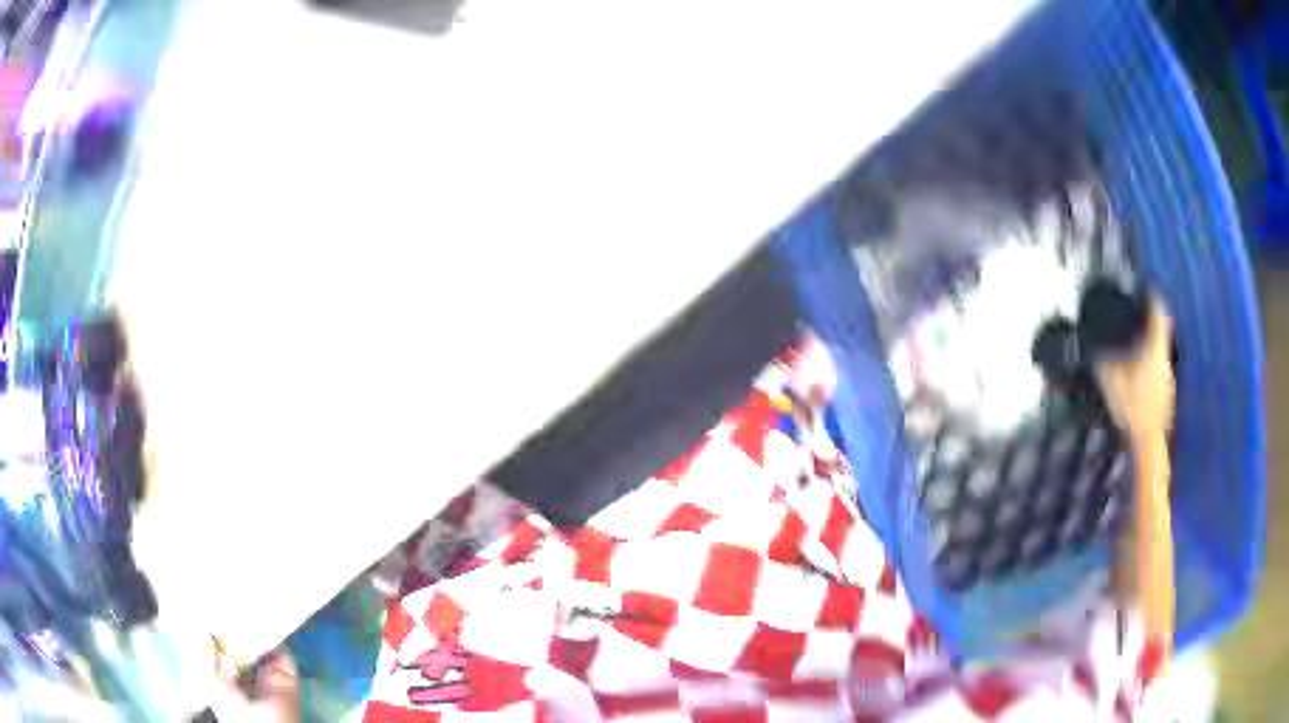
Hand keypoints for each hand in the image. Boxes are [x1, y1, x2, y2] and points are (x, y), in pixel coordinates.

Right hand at [1094, 298, 1174, 444]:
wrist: (1148, 441)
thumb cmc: (1133, 408)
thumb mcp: (1110, 381)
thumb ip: (1102, 362)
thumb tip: (1093, 351)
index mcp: (1154, 348)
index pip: (1159, 312)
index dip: (1153, 297)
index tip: (1148, 289)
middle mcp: (1164, 358)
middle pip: (1162, 329)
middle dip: (1152, 318)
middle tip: (1142, 312)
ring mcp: (1167, 377)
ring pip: (1161, 349)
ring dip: (1152, 341)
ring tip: (1138, 339)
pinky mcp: (1166, 393)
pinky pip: (1159, 367)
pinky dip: (1151, 361)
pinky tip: (1140, 371)